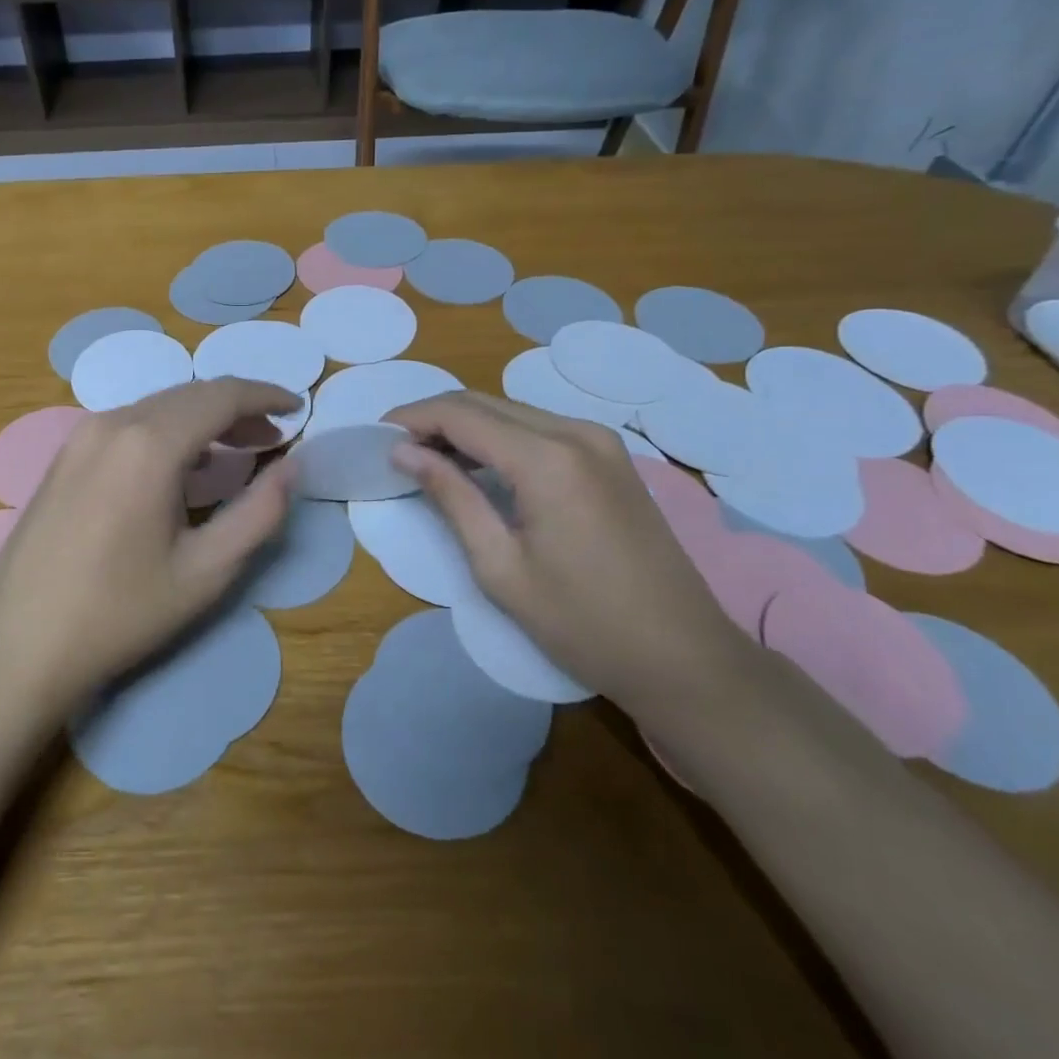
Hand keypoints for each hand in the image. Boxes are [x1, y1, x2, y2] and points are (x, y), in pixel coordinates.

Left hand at [0, 378, 299, 711]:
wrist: (19, 645)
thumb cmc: (121, 612)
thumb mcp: (206, 570)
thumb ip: (260, 512)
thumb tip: (293, 467)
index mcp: (149, 443)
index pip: (221, 395)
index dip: (265, 394)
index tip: (297, 407)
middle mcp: (113, 423)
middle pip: (189, 395)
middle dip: (237, 408)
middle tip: (272, 436)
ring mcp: (81, 436)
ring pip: (158, 406)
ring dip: (202, 418)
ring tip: (236, 449)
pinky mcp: (64, 456)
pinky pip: (129, 424)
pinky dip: (168, 431)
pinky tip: (181, 467)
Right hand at [385, 391, 744, 711]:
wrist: (683, 655)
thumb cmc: (582, 622)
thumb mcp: (500, 567)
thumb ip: (451, 497)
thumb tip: (404, 452)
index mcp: (547, 458)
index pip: (461, 414)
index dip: (412, 417)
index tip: (375, 433)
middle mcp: (576, 432)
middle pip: (486, 402)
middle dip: (434, 417)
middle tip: (396, 447)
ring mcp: (601, 441)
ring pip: (513, 411)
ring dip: (466, 425)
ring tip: (428, 457)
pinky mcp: (612, 457)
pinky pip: (540, 428)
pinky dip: (500, 437)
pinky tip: (479, 465)